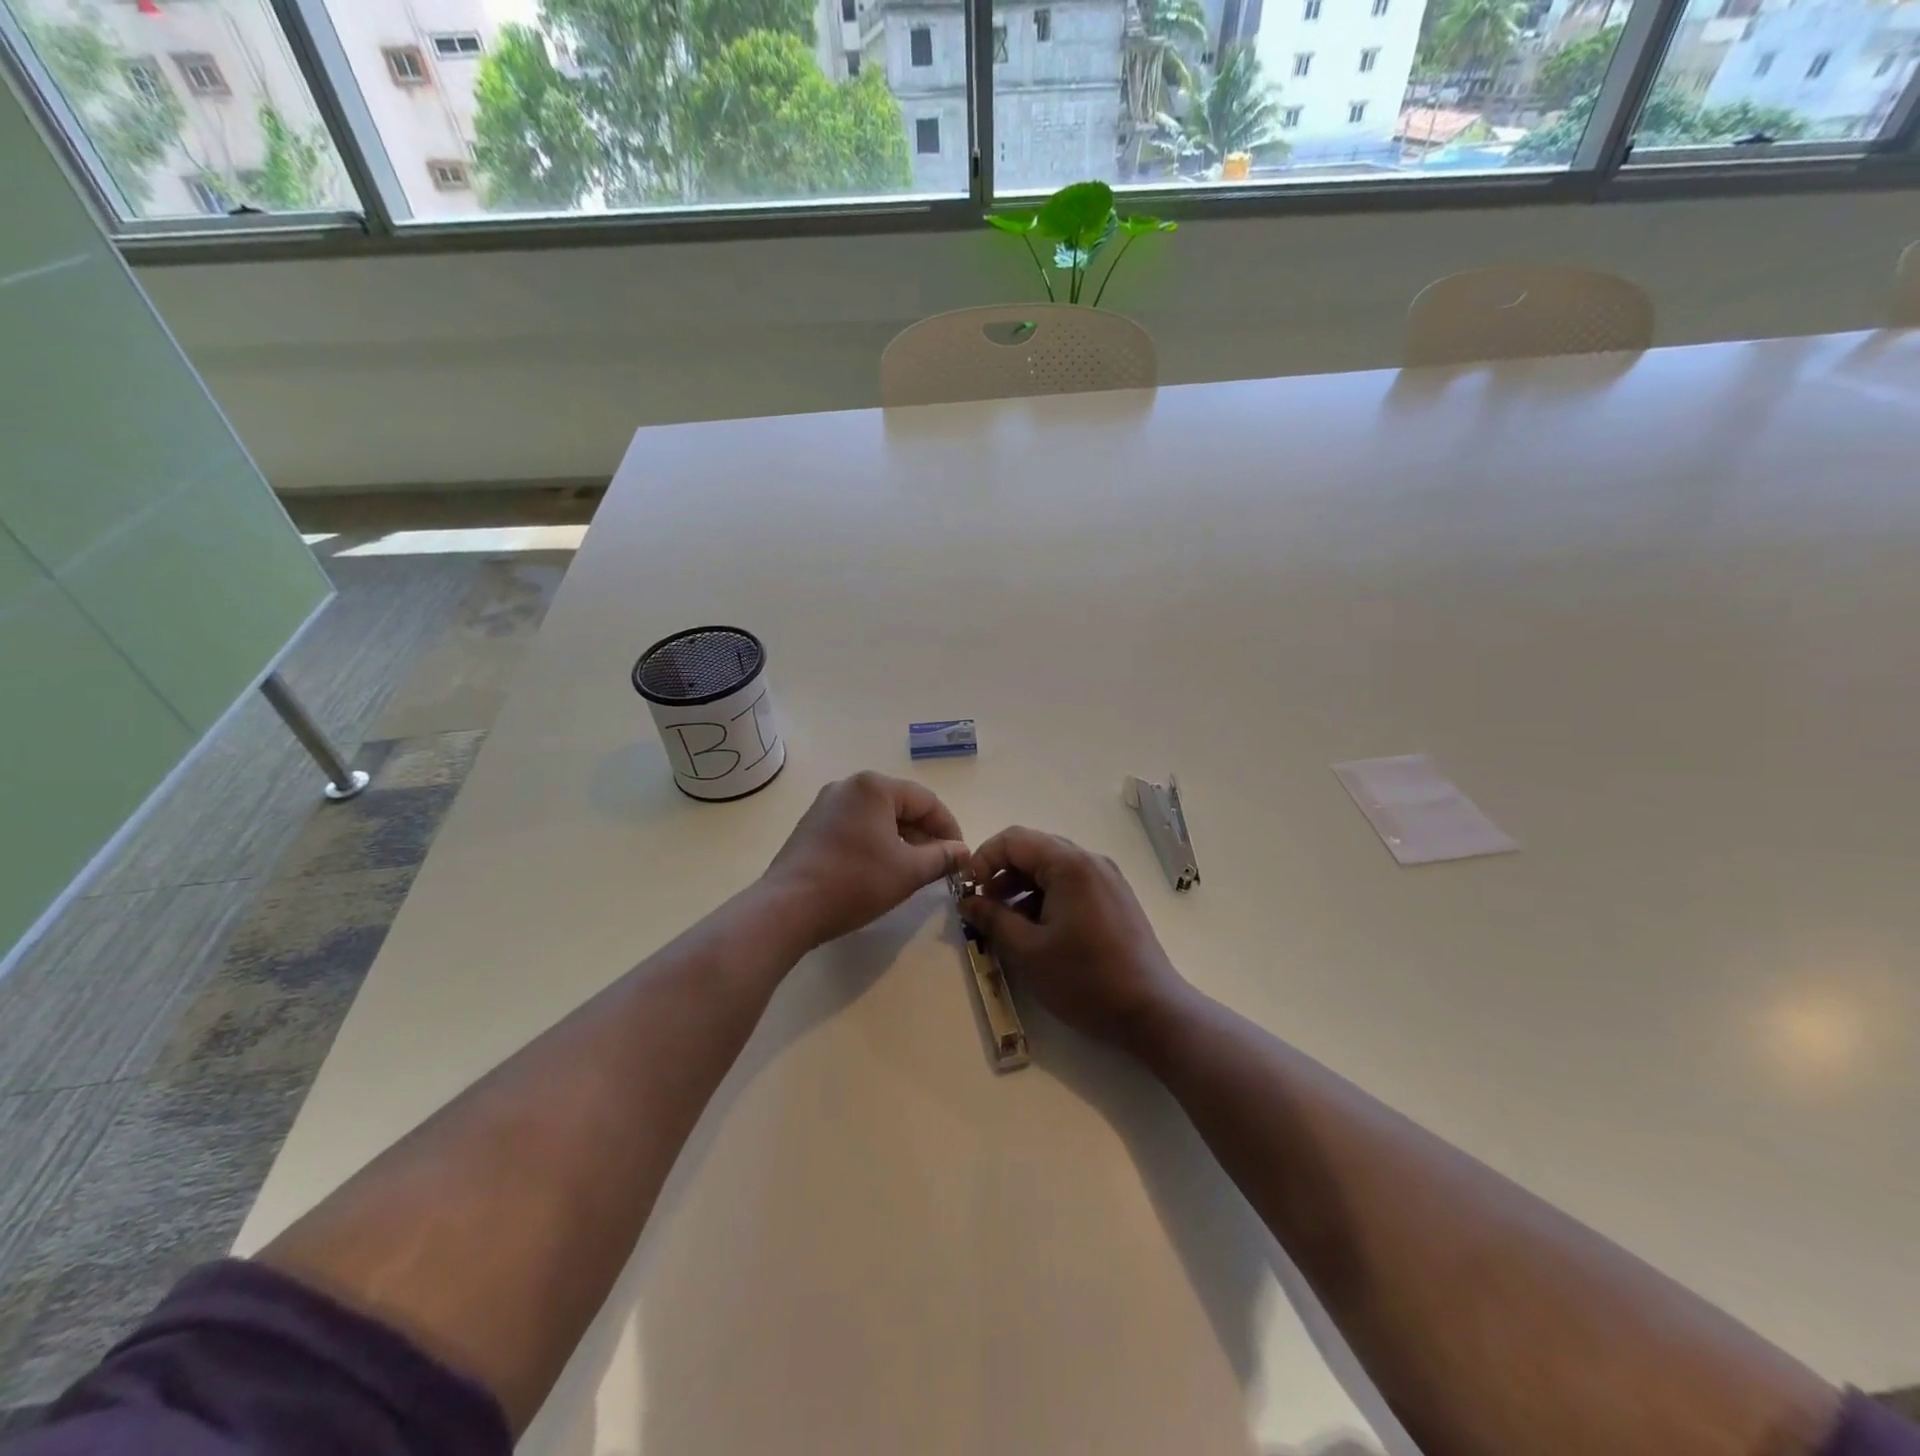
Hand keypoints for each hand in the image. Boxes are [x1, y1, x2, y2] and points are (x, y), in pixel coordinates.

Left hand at [763, 772, 967, 947]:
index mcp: (874, 786)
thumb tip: (963, 852)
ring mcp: (825, 805)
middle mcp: (848, 786)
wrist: (788, 907)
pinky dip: (875, 844)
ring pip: (877, 818)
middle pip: (901, 806)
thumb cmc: (855, 881)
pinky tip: (880, 871)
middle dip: (924, 835)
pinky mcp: (811, 827)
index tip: (960, 857)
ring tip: (913, 871)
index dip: (949, 829)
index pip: (926, 801)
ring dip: (901, 841)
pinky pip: (855, 827)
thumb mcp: (908, 871)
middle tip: (940, 866)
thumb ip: (942, 857)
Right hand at [958, 827, 1188, 1051]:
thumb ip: (993, 919)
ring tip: (1006, 922)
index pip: (1014, 839)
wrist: (1151, 1010)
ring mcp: (1107, 879)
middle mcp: (1091, 861)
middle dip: (1002, 872)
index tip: (968, 890)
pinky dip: (1047, 896)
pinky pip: (1072, 883)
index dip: (984, 858)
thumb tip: (968, 901)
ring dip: (1023, 886)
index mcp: (1069, 865)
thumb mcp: (1028, 951)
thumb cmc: (1085, 979)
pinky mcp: (1116, 898)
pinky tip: (1037, 929)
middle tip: (983, 905)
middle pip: (1035, 849)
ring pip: (1053, 867)